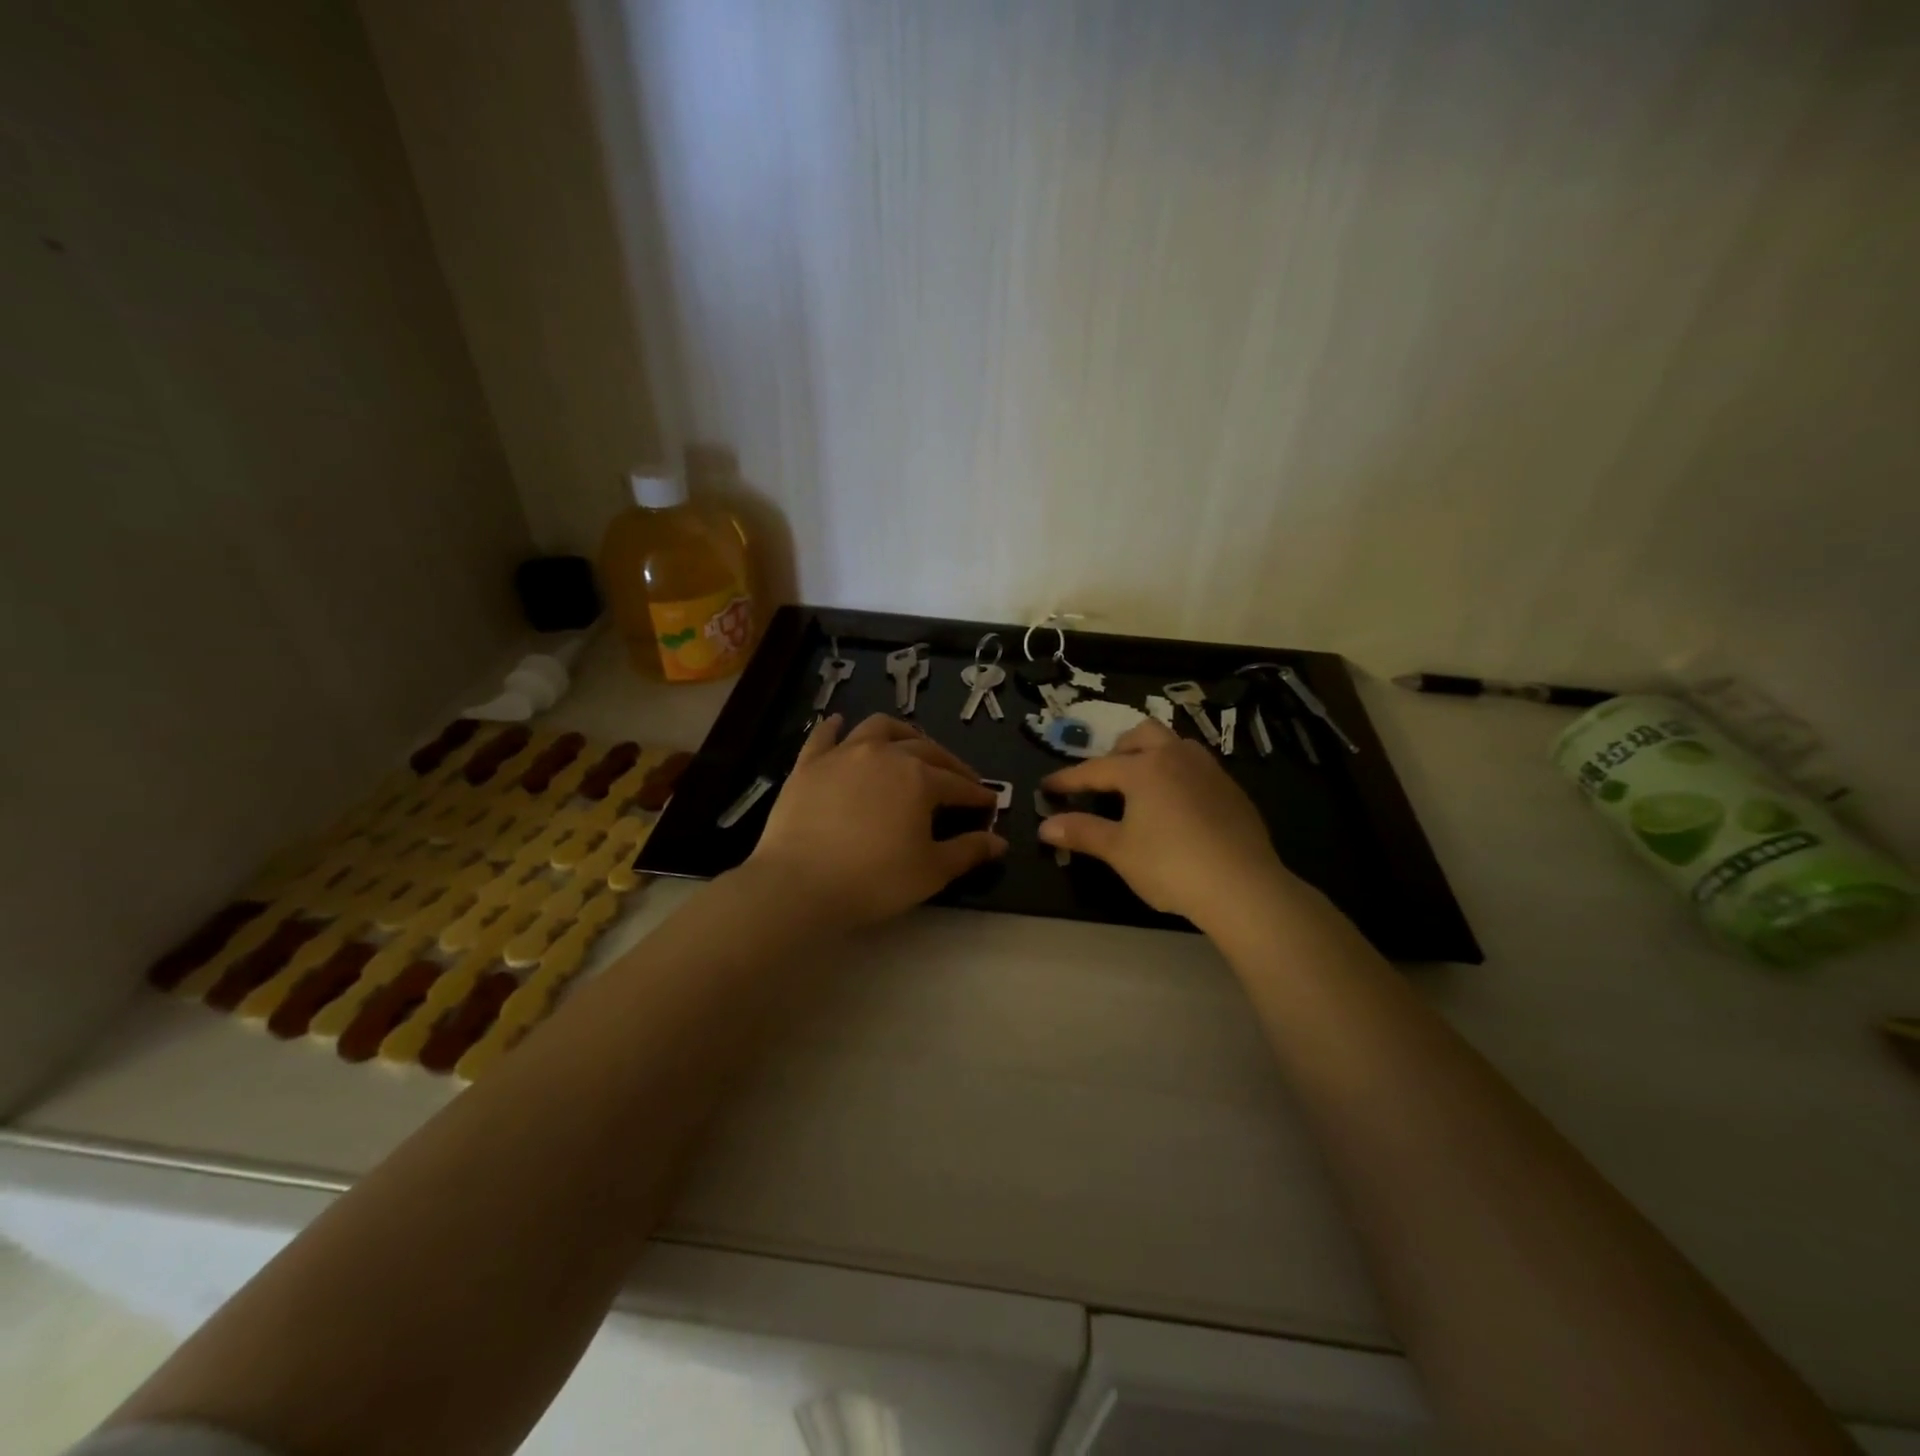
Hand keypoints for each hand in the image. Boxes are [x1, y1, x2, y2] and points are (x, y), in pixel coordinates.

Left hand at [746, 713, 1006, 927]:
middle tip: (959, 780)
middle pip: (926, 749)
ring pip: (880, 728)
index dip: (977, 794)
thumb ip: (968, 851)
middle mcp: (885, 754)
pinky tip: (840, 724)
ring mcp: (844, 754)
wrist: (800, 884)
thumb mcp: (931, 871)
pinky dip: (836, 727)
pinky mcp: (808, 763)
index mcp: (919, 778)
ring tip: (910, 745)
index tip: (989, 803)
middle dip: (949, 763)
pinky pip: (825, 735)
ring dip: (902, 734)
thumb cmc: (874, 880)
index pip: (958, 783)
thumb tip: (999, 842)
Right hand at [1039, 719, 1292, 929]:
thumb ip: (1082, 832)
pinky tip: (1178, 806)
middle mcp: (1176, 757)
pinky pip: (1197, 768)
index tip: (1047, 787)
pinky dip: (1178, 775)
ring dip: (1152, 755)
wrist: (1242, 886)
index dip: (1068, 779)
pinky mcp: (1232, 790)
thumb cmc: (1170, 865)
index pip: (1095, 769)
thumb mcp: (1119, 850)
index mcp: (1143, 768)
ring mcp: (1209, 770)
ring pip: (1175, 745)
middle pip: (1142, 735)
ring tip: (1142, 785)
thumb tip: (1045, 826)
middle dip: (1118, 750)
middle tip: (1105, 778)